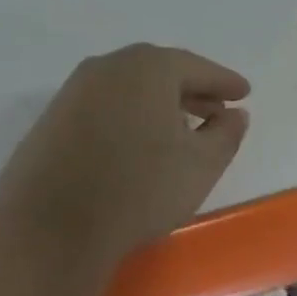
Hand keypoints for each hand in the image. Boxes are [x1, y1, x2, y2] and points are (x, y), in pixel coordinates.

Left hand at [0, 44, 250, 280]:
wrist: (52, 228)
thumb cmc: (140, 189)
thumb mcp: (202, 165)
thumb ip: (226, 134)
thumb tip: (235, 115)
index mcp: (148, 67)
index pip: (197, 67)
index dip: (224, 82)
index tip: (244, 93)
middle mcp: (108, 67)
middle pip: (160, 72)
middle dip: (191, 91)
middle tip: (216, 110)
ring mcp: (73, 91)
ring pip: (129, 89)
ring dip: (159, 104)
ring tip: (180, 131)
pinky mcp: (52, 120)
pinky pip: (104, 107)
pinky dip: (129, 117)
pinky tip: (139, 145)